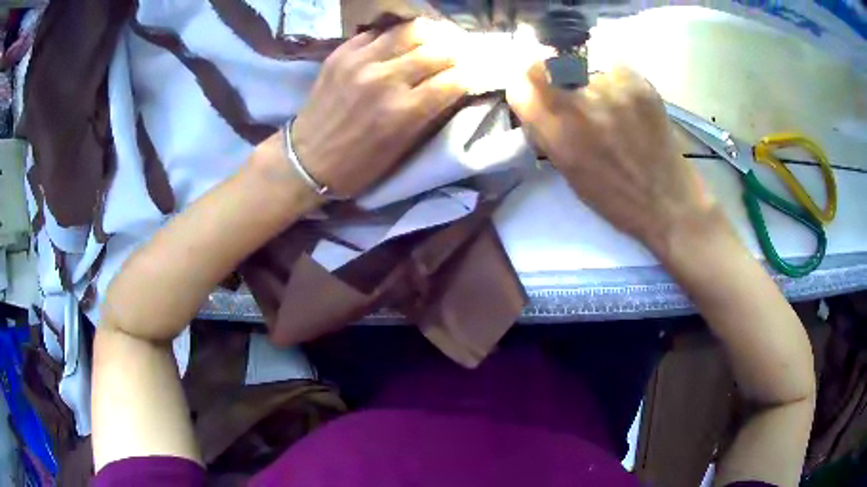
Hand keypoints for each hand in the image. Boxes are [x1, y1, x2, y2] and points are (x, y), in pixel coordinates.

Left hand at [290, 18, 468, 197]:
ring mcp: (360, 62)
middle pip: (438, 50)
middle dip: (455, 53)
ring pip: (410, 30)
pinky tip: (399, 43)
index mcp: (404, 111)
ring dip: (429, 36)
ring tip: (432, 42)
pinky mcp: (341, 53)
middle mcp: (385, 79)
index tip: (472, 75)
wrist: (305, 159)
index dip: (470, 75)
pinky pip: (378, 31)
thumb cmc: (358, 165)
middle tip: (456, 56)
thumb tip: (453, 85)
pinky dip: (395, 35)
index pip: (455, 79)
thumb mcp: (402, 148)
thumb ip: (429, 113)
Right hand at [506, 63, 716, 253]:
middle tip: (567, 87)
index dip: (525, 88)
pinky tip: (629, 105)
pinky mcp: (638, 84)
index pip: (520, 86)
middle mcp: (579, 107)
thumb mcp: (570, 173)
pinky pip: (613, 69)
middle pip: (544, 65)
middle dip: (548, 74)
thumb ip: (548, 134)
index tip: (535, 92)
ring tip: (611, 107)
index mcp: (558, 136)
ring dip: (589, 83)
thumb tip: (536, 105)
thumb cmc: (617, 198)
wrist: (668, 203)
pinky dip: (616, 83)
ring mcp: (611, 91)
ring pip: (583, 68)